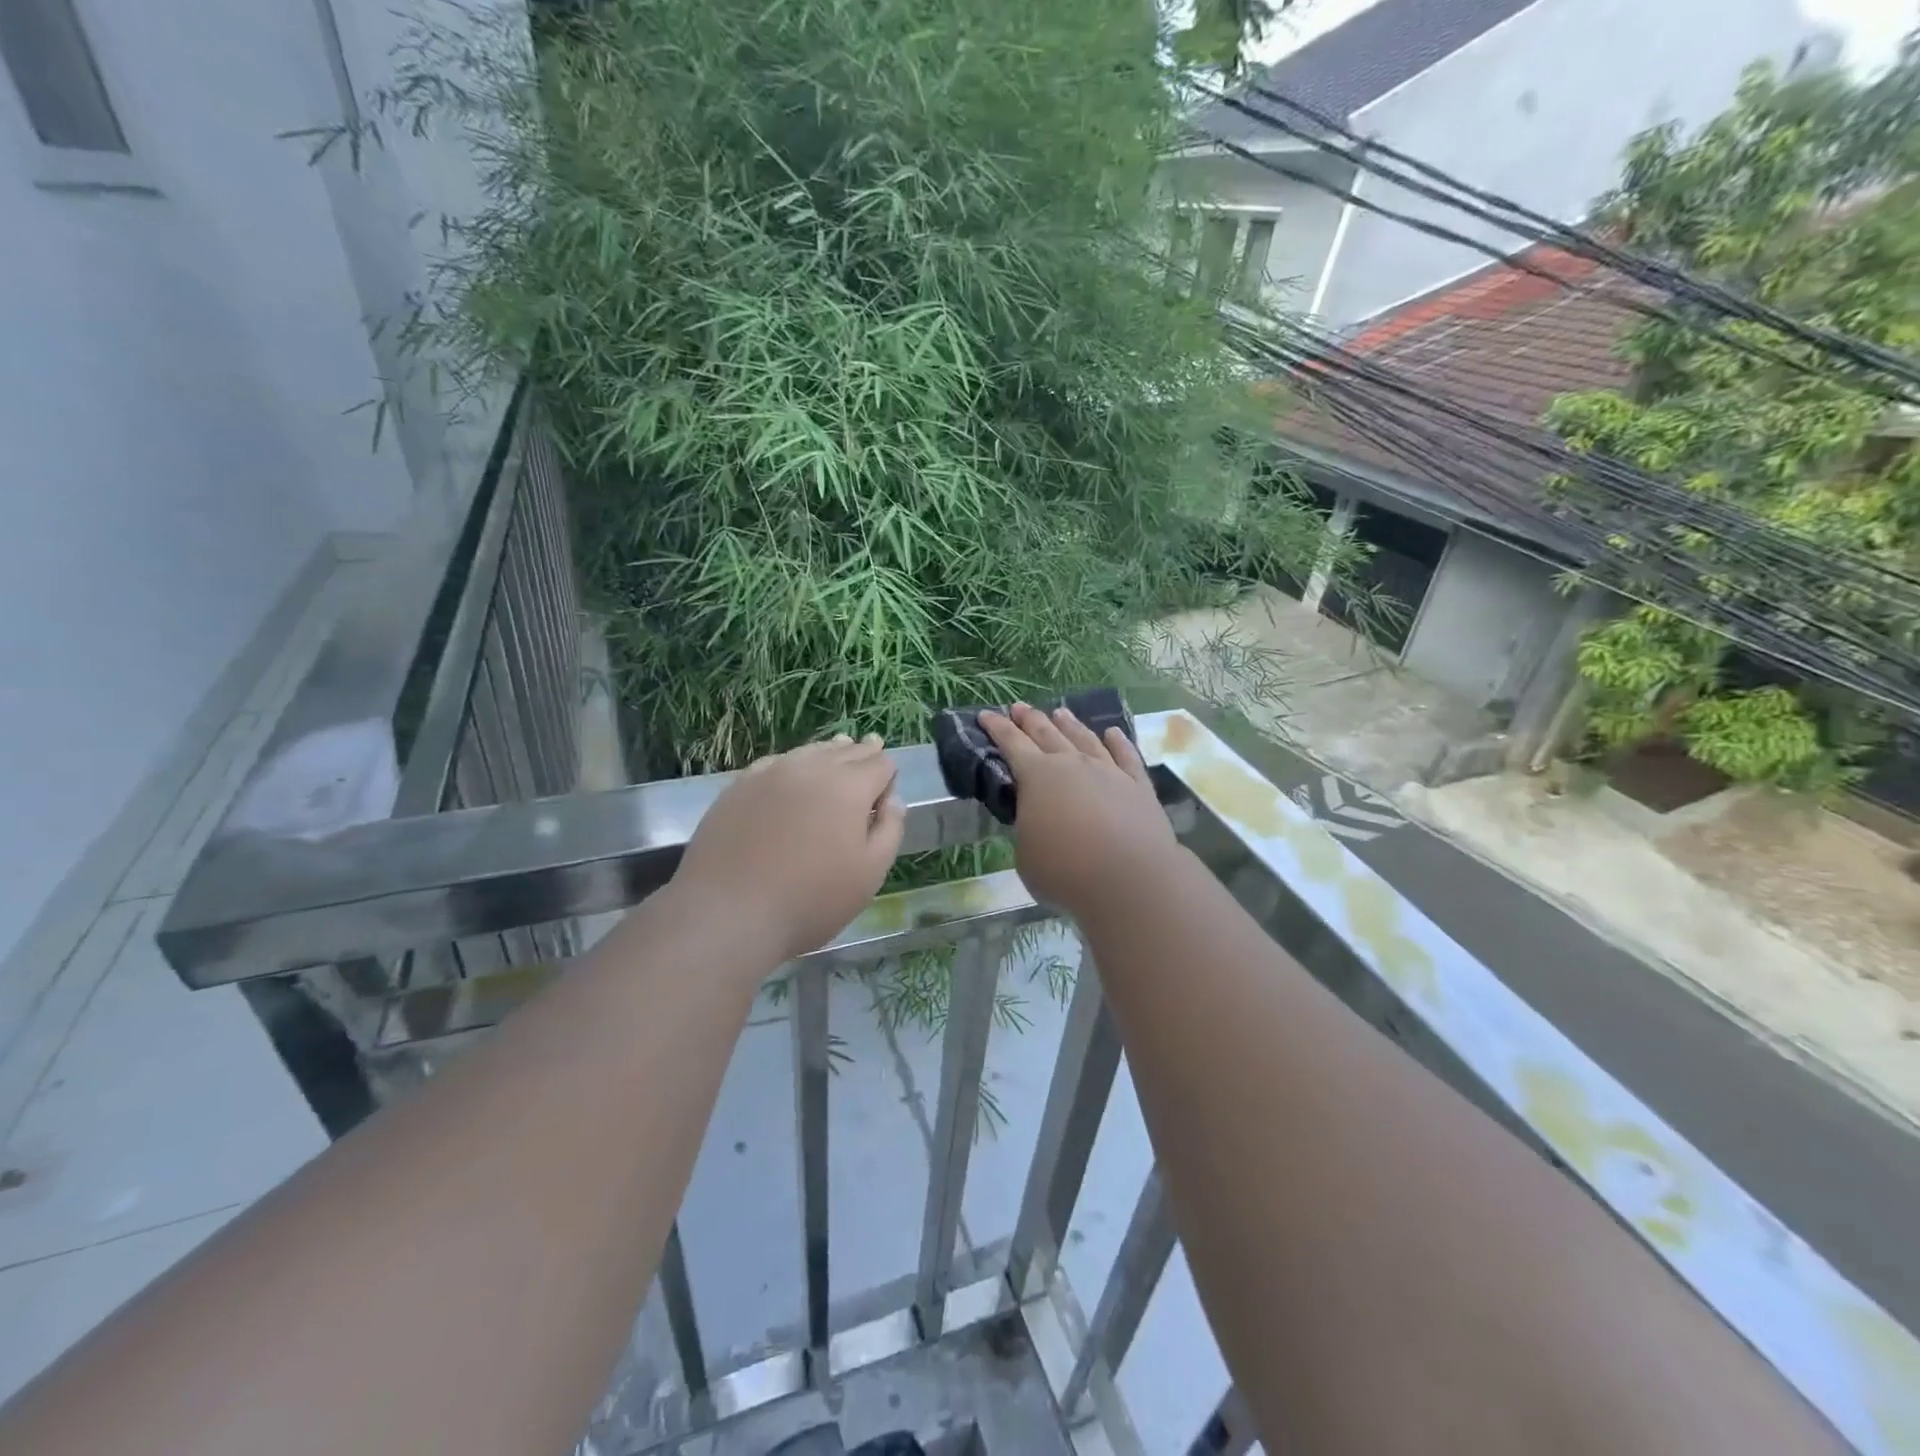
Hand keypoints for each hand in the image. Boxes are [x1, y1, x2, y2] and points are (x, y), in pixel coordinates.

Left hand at [671, 735, 905, 964]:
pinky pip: (775, 764)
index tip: (887, 788)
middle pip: (845, 751)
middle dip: (862, 753)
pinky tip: (790, 772)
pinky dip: (792, 764)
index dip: (888, 774)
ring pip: (809, 752)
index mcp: (849, 786)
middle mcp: (811, 768)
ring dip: (828, 753)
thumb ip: (890, 829)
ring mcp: (770, 774)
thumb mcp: (870, 873)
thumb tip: (893, 798)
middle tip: (871, 748)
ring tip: (837, 750)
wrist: (728, 912)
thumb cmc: (811, 899)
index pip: (880, 763)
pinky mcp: (738, 787)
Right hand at [978, 703, 1179, 920]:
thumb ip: (1028, 828)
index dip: (997, 728)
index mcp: (1037, 777)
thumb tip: (1035, 818)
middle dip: (1030, 719)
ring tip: (1061, 712)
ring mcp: (1109, 772)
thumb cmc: (1065, 871)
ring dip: (1070, 725)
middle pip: (1047, 734)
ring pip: (1085, 739)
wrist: (1130, 879)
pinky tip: (1113, 733)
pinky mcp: (1139, 786)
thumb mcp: (1026, 854)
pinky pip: (1126, 756)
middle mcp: (1072, 764)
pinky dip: (1119, 742)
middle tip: (1019, 707)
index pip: (1011, 744)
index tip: (986, 714)